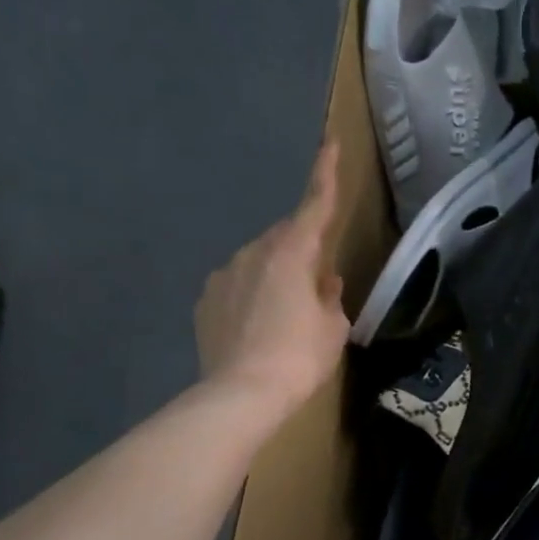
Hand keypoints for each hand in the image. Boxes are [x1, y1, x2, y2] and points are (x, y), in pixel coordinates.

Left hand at [196, 142, 349, 417]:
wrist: (240, 395)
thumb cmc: (299, 357)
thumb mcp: (333, 327)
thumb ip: (329, 296)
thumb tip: (322, 282)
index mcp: (292, 253)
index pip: (314, 205)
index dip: (324, 174)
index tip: (328, 144)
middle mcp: (254, 253)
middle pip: (285, 238)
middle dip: (301, 250)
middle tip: (316, 283)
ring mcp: (224, 275)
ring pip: (259, 262)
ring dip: (275, 275)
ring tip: (285, 314)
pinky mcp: (205, 300)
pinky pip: (237, 285)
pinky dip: (251, 295)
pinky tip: (257, 327)